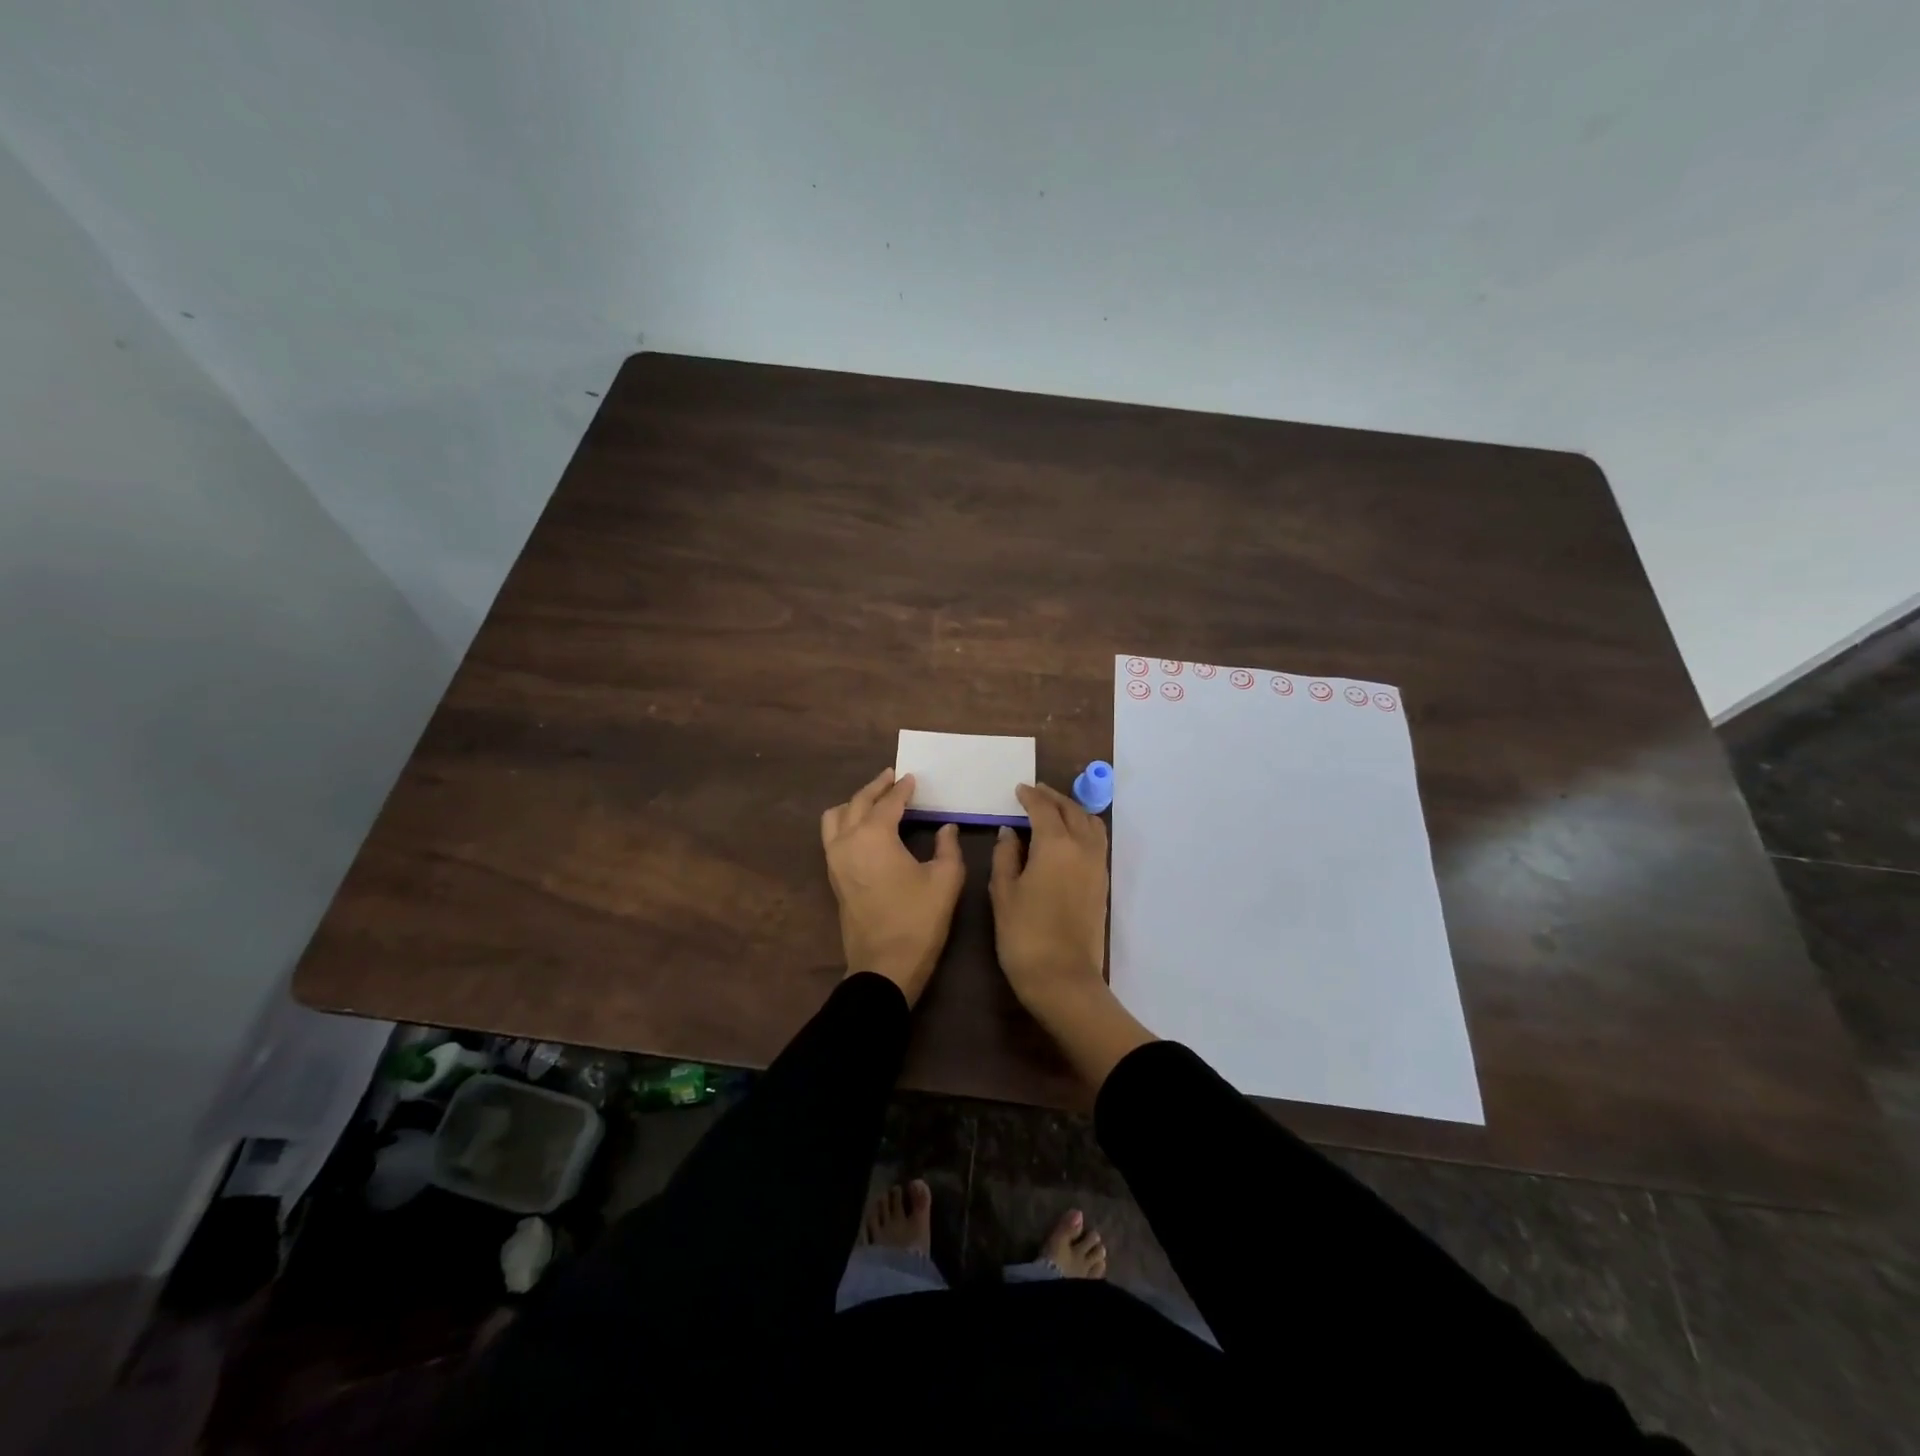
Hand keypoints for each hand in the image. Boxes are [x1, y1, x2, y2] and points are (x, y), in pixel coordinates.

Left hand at [821, 768, 962, 1004]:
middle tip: (893, 778)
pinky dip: (846, 821)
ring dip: (855, 803)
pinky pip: (832, 835)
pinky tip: (864, 827)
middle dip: (876, 787)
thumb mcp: (945, 879)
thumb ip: (948, 846)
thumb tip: (946, 827)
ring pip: (836, 816)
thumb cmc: (918, 920)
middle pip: (858, 802)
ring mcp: (835, 859)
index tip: (913, 778)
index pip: (889, 802)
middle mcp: (847, 841)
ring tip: (875, 800)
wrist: (885, 966)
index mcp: (874, 836)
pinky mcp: (833, 876)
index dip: (903, 789)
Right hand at [990, 782, 1155, 1088]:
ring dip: (1072, 810)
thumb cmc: (1024, 934)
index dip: (1030, 796)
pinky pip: (1096, 841)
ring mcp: (1097, 865)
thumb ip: (1006, 856)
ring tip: (1054, 810)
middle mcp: (1082, 847)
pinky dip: (1083, 828)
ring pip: (1090, 824)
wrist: (1063, 978)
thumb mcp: (1003, 892)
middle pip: (1071, 811)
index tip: (1019, 790)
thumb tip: (1011, 832)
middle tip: (1035, 793)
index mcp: (1055, 844)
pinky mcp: (1102, 883)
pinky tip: (1068, 836)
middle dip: (1053, 798)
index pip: (1043, 809)